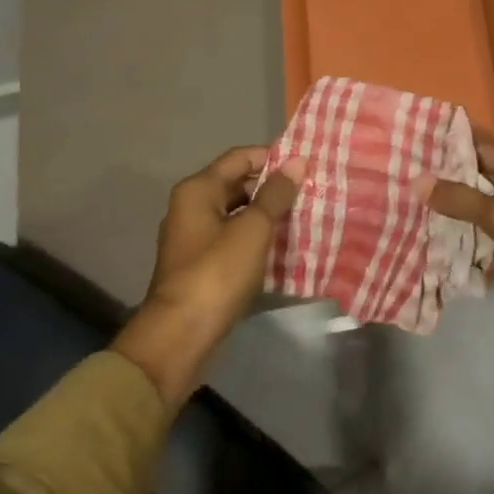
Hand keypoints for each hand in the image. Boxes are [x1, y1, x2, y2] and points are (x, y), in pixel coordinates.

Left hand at [113, 147, 306, 405]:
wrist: (181, 335)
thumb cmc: (217, 273)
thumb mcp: (253, 229)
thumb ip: (276, 194)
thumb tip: (297, 161)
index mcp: (198, 190)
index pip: (240, 157)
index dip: (273, 157)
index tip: (306, 165)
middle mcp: (192, 207)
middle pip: (238, 184)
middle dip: (273, 188)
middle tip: (311, 192)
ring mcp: (195, 238)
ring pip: (238, 214)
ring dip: (268, 215)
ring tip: (306, 217)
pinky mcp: (203, 265)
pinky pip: (235, 240)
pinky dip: (258, 239)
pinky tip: (286, 247)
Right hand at [417, 143, 493, 370]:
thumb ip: (463, 200)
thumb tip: (417, 180)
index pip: (486, 150)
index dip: (453, 145)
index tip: (413, 140)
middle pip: (485, 181)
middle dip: (448, 181)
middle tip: (401, 176)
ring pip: (486, 214)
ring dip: (457, 215)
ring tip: (409, 210)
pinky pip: (492, 244)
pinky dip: (471, 247)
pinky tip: (438, 251)